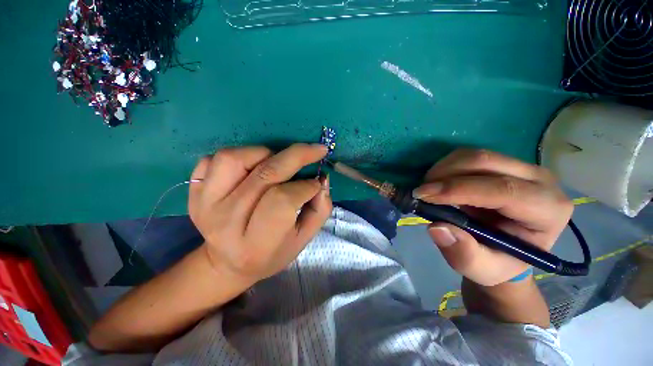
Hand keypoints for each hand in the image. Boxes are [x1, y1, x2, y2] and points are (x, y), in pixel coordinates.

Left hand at [188, 144, 331, 285]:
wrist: (228, 263)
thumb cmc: (272, 253)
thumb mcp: (303, 238)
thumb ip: (319, 210)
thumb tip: (321, 179)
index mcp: (256, 242)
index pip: (283, 200)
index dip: (306, 186)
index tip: (317, 182)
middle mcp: (226, 221)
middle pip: (265, 174)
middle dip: (297, 156)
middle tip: (316, 150)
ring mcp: (205, 204)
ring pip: (235, 158)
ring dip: (264, 153)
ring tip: (277, 162)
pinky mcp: (195, 192)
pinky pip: (214, 159)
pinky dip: (238, 156)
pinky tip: (251, 168)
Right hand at [413, 149, 572, 285]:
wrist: (507, 250)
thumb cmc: (498, 261)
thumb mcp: (482, 269)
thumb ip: (463, 254)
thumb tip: (436, 227)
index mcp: (547, 210)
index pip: (504, 189)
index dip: (459, 189)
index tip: (423, 195)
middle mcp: (540, 180)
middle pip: (486, 162)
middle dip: (445, 174)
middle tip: (421, 191)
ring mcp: (522, 167)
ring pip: (475, 155)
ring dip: (443, 169)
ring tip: (428, 189)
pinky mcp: (503, 163)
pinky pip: (469, 155)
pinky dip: (446, 166)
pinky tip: (438, 183)